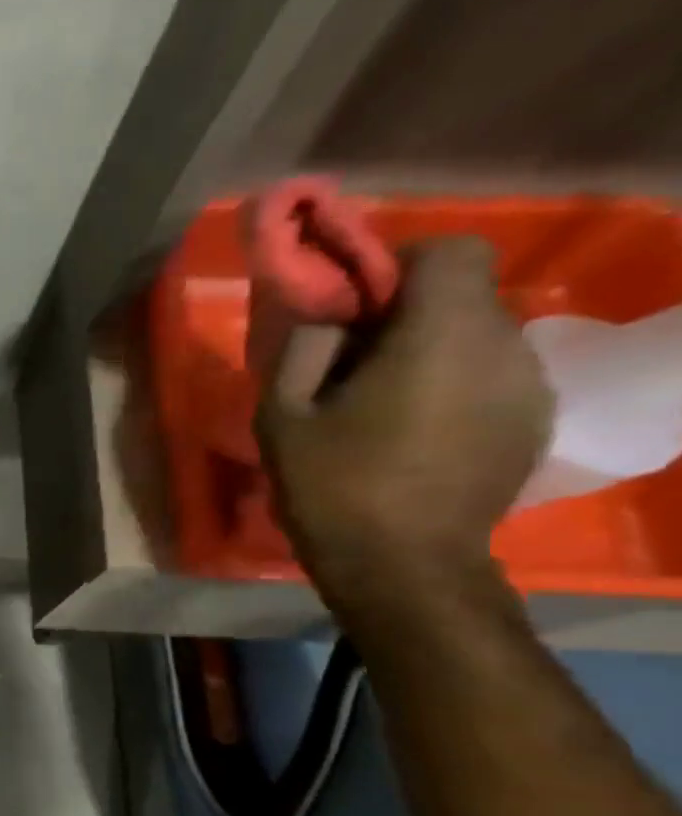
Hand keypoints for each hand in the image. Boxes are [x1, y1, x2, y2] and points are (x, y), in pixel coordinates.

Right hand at [256, 237, 551, 615]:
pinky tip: (417, 432)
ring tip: (383, 404)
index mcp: (439, 335)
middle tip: (353, 364)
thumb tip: (325, 316)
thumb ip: (302, 349)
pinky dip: (456, 385)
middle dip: (409, 315)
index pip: (451, 250)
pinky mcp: (534, 419)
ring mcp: (529, 384)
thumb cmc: (333, 486)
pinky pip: (494, 376)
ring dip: (433, 352)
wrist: (403, 565)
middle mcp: (504, 345)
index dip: (402, 264)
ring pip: (481, 336)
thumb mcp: (282, 417)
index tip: (357, 305)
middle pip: (465, 296)